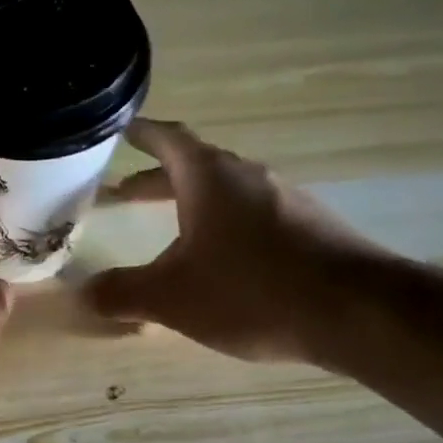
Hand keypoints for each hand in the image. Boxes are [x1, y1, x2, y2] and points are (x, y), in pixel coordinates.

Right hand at [85, 119, 391, 366]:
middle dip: (157, 179)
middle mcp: (249, 178)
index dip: (141, 134)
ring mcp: (285, 200)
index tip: (119, 130)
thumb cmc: (252, 291)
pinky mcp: (310, 229)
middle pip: (195, 167)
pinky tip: (222, 263)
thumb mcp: (173, 298)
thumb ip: (123, 293)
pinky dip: (224, 228)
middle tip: (124, 192)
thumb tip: (84, 294)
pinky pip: (254, 217)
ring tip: (169, 230)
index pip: (168, 139)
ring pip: (226, 194)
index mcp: (210, 178)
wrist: (357, 312)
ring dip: (192, 205)